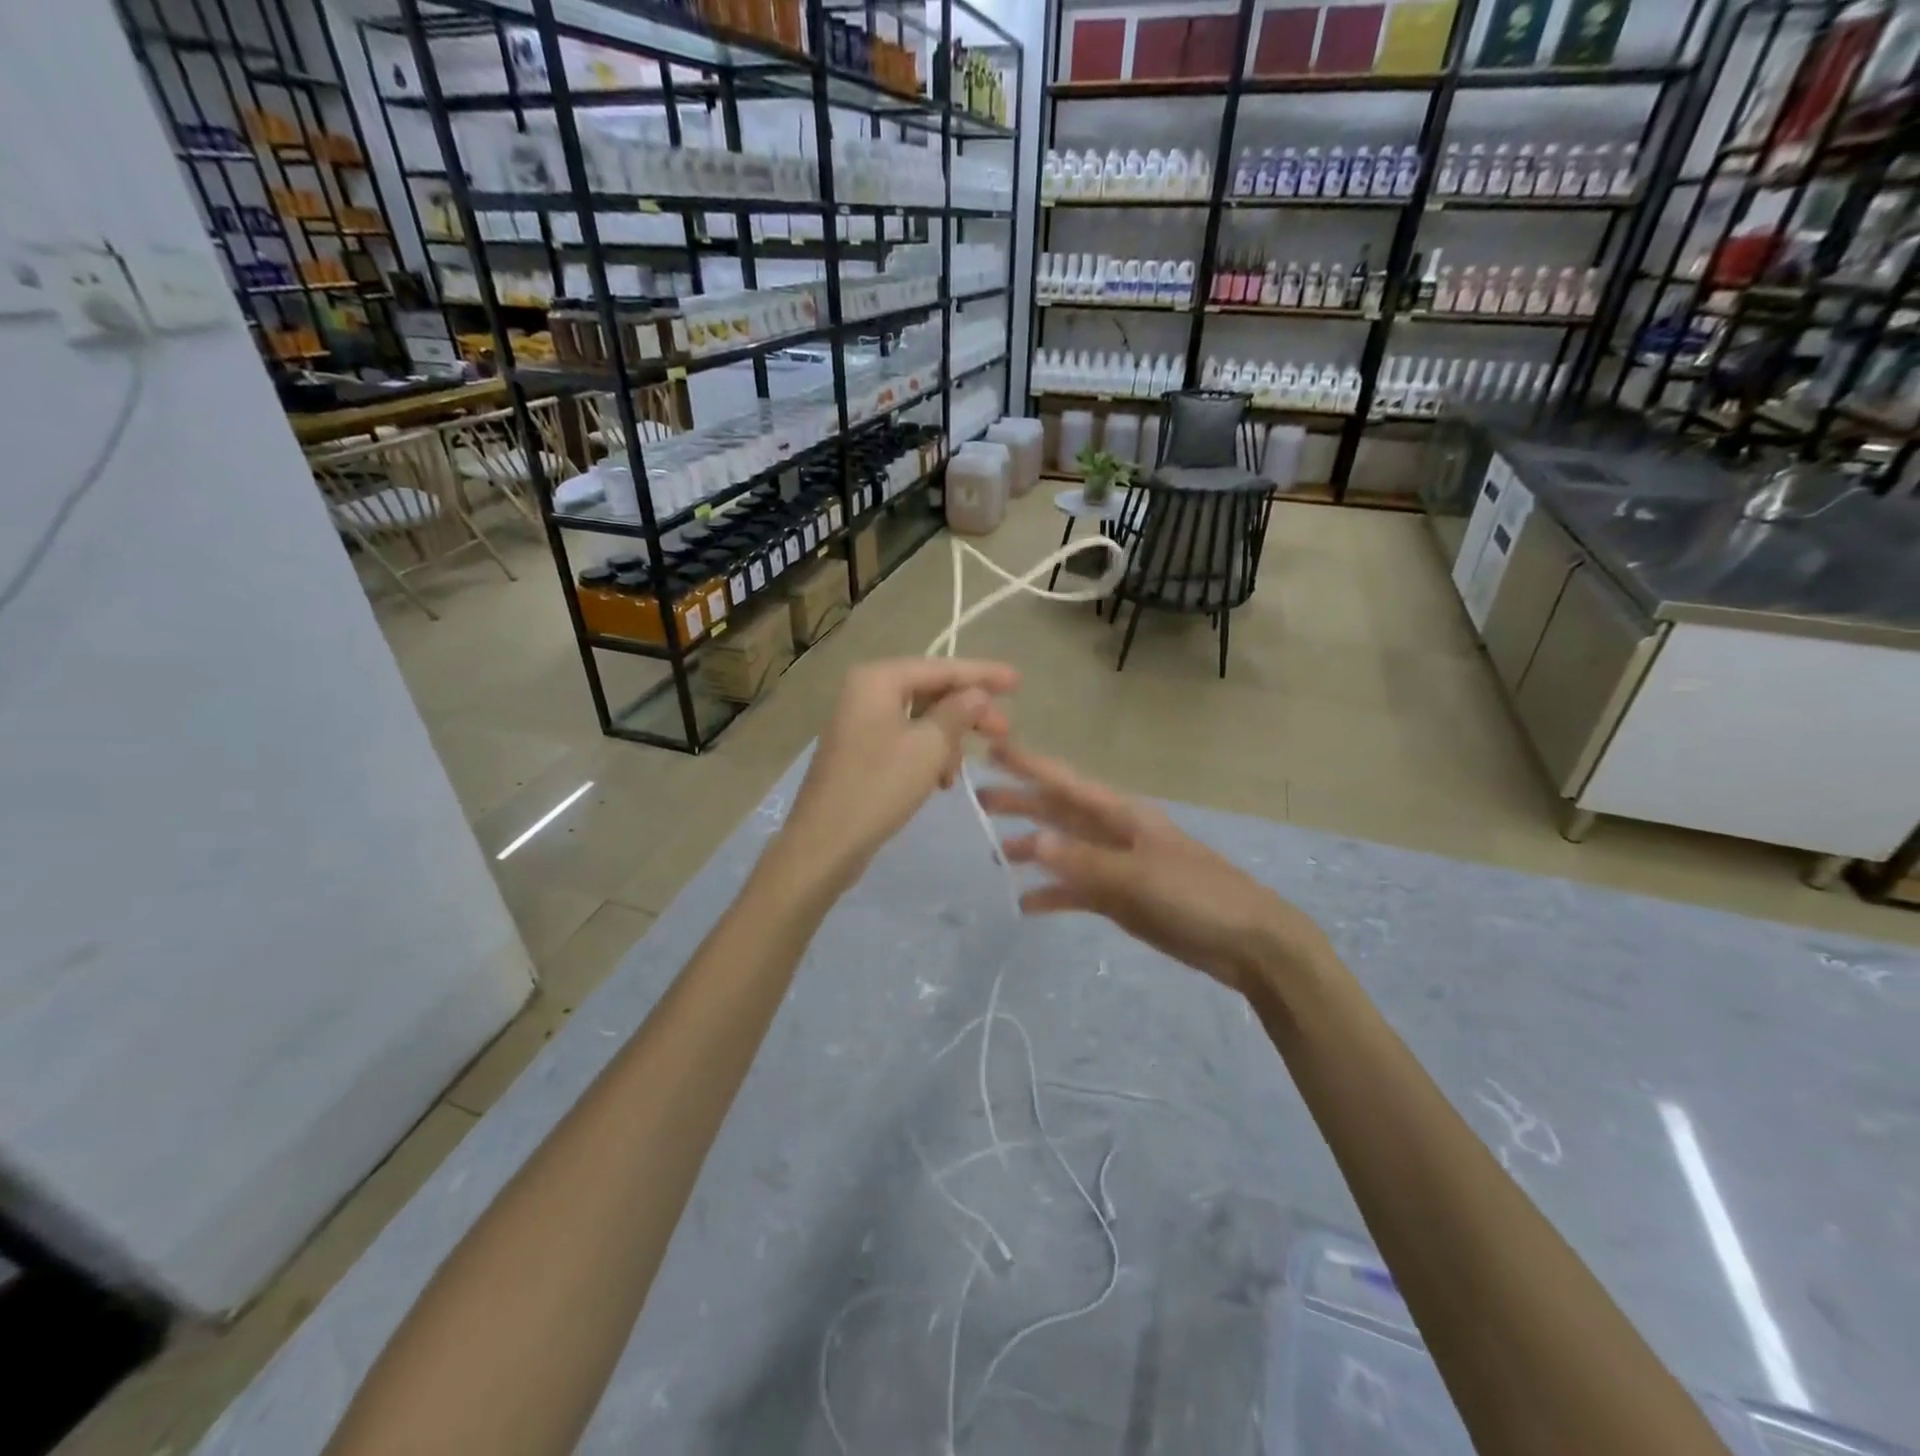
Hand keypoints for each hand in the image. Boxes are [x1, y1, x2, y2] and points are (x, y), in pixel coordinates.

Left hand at [779, 658, 1018, 890]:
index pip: (941, 668)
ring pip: (920, 719)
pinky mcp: (860, 751)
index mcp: (878, 679)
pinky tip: (941, 782)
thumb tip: (976, 694)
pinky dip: (927, 755)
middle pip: (930, 691)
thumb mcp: (928, 748)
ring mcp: (860, 722)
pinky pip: (905, 740)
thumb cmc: (879, 787)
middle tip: (1004, 732)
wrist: (825, 843)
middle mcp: (865, 691)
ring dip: (948, 740)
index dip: (983, 675)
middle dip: (968, 713)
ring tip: (960, 771)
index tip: (1018, 681)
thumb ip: (957, 713)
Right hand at [976, 741, 1332, 996]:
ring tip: (995, 856)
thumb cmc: (1199, 896)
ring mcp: (1117, 867)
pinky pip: (1077, 891)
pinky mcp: (1121, 900)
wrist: (1249, 943)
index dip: (1030, 765)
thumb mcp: (1141, 876)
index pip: (1067, 783)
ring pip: (1064, 852)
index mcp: (1123, 815)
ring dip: (1032, 851)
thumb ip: (1085, 861)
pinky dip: (1052, 895)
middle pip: (1059, 813)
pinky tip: (1026, 904)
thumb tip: (1034, 842)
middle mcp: (1115, 834)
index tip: (993, 749)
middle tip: (977, 801)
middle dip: (1021, 804)